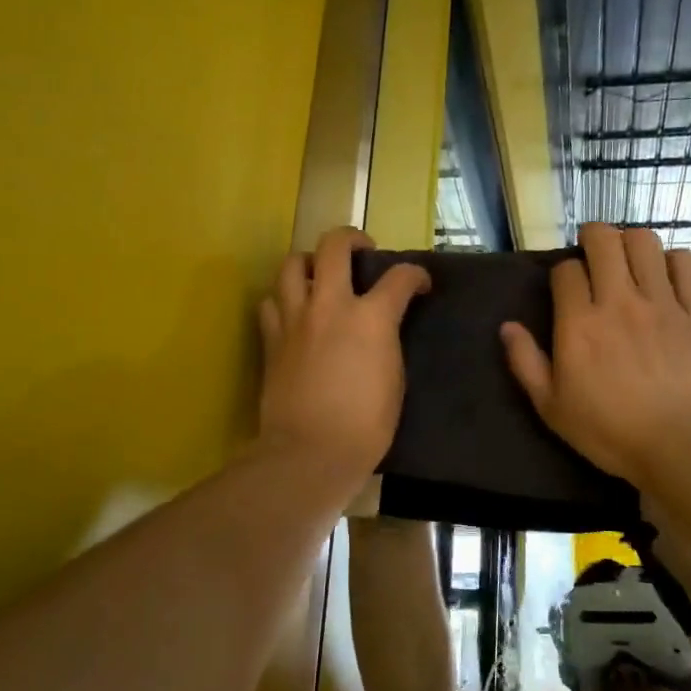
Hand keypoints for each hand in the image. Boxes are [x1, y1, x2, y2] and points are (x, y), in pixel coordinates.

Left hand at [257, 227, 429, 491]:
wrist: (311, 451)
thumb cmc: (367, 425)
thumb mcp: (395, 378)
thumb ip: (387, 341)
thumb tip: (383, 328)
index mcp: (371, 318)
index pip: (400, 277)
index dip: (416, 275)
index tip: (421, 284)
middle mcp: (330, 305)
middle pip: (334, 245)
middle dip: (352, 238)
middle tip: (361, 251)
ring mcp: (295, 319)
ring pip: (292, 264)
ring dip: (309, 262)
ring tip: (319, 275)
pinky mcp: (271, 339)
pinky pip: (270, 302)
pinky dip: (283, 299)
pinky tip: (293, 312)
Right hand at [500, 224, 690, 481]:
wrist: (687, 446)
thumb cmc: (612, 433)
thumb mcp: (553, 408)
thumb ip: (526, 363)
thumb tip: (507, 326)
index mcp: (579, 324)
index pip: (565, 270)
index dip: (563, 273)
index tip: (567, 288)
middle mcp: (619, 301)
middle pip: (604, 240)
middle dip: (593, 237)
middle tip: (594, 252)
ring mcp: (662, 303)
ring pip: (645, 242)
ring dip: (632, 242)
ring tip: (630, 259)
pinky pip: (686, 265)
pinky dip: (673, 261)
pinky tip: (668, 275)